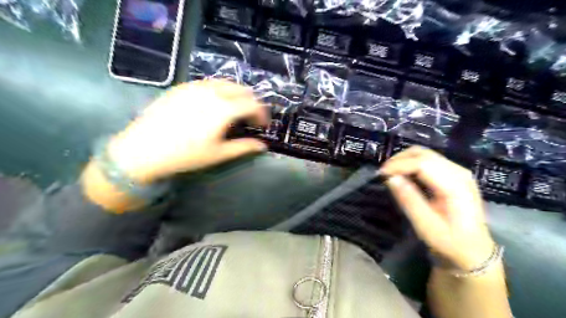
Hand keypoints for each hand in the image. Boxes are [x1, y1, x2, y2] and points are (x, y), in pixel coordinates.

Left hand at [110, 79, 269, 182]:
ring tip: (234, 109)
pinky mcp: (182, 87)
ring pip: (225, 83)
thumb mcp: (218, 154)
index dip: (262, 114)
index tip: (262, 125)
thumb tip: (262, 146)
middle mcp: (212, 92)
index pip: (253, 104)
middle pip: (241, 89)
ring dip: (236, 94)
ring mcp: (195, 87)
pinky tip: (213, 104)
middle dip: (251, 102)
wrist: (143, 150)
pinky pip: (208, 83)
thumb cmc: (185, 155)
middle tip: (250, 117)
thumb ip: (244, 147)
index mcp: (224, 109)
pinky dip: (219, 90)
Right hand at [380, 146, 496, 270]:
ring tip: (390, 173)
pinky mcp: (453, 174)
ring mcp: (457, 171)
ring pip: (424, 154)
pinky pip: (428, 160)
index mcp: (455, 185)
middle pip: (423, 154)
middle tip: (383, 173)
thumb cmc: (450, 242)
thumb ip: (409, 201)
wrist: (474, 250)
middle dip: (399, 159)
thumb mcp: (426, 226)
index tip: (381, 174)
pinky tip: (403, 175)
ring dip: (404, 160)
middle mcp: (459, 172)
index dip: (399, 165)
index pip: (423, 163)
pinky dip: (411, 163)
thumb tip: (391, 179)